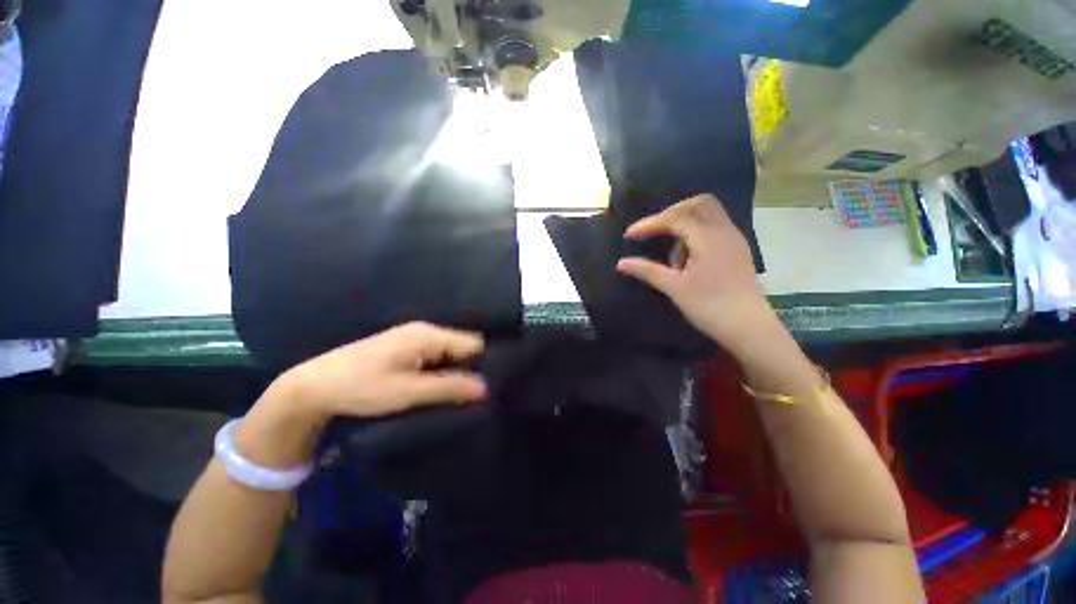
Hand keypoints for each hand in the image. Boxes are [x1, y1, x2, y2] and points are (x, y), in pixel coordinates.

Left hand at [281, 322, 486, 420]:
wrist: (313, 387)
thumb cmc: (362, 387)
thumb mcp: (408, 391)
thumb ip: (448, 387)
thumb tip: (486, 387)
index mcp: (428, 335)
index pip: (473, 344)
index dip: (483, 363)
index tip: (488, 387)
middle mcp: (425, 331)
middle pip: (462, 347)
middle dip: (469, 368)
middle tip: (473, 395)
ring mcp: (414, 338)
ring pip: (449, 353)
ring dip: (454, 371)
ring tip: (458, 394)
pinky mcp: (405, 348)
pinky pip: (435, 356)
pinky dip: (440, 370)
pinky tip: (437, 386)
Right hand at [616, 194, 774, 354]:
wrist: (749, 328)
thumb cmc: (710, 307)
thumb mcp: (674, 288)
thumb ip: (647, 271)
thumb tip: (620, 263)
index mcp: (709, 238)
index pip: (675, 218)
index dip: (649, 224)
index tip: (629, 236)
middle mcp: (724, 231)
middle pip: (698, 204)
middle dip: (671, 213)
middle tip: (653, 232)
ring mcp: (734, 239)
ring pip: (708, 215)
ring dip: (684, 225)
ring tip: (673, 258)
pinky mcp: (736, 250)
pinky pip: (714, 228)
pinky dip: (696, 234)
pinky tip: (687, 258)